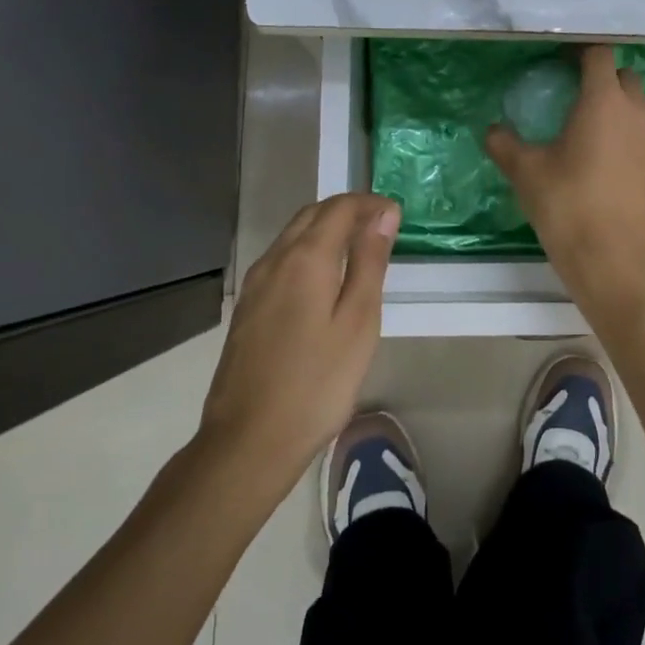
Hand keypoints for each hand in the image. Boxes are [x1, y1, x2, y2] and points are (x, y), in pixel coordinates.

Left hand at [199, 194, 398, 487]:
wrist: (249, 440)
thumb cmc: (317, 382)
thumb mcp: (358, 321)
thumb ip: (369, 262)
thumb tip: (383, 214)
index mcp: (304, 258)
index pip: (339, 208)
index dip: (370, 204)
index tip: (397, 215)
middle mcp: (273, 260)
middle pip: (311, 215)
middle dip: (347, 211)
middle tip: (382, 227)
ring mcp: (254, 285)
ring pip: (293, 236)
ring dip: (326, 230)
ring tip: (359, 250)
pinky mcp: (246, 308)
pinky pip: (281, 260)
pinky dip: (308, 252)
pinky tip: (324, 280)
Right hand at [486, 44, 644, 309]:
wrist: (615, 261)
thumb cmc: (568, 207)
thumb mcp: (526, 173)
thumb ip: (505, 144)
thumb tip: (491, 130)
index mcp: (604, 102)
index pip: (599, 55)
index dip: (581, 53)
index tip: (561, 63)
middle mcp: (637, 113)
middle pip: (624, 78)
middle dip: (603, 79)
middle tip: (574, 98)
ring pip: (639, 110)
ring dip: (618, 110)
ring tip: (590, 134)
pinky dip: (629, 140)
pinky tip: (608, 167)